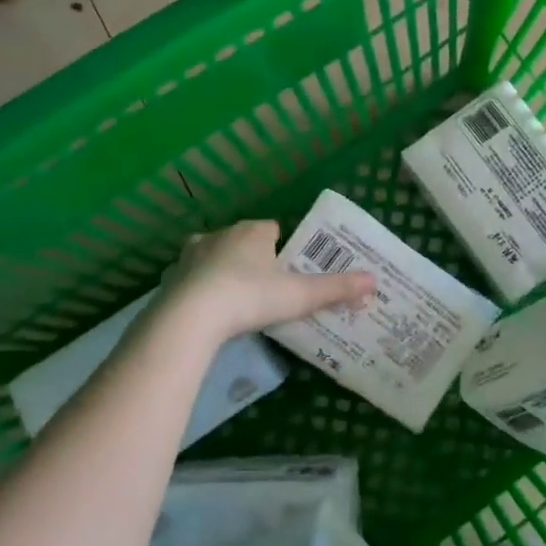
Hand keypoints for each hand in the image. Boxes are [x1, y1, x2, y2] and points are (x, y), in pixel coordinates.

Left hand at [161, 220, 373, 342]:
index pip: (271, 228)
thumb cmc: (250, 297)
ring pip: (212, 255)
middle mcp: (220, 234)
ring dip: (221, 270)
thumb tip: (374, 280)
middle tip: (265, 287)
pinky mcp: (171, 277)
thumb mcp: (299, 295)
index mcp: (252, 232)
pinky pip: (189, 277)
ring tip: (234, 299)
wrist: (191, 317)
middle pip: (241, 240)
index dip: (281, 246)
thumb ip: (335, 288)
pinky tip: (206, 310)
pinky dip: (198, 288)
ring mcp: (191, 254)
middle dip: (251, 257)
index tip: (288, 269)